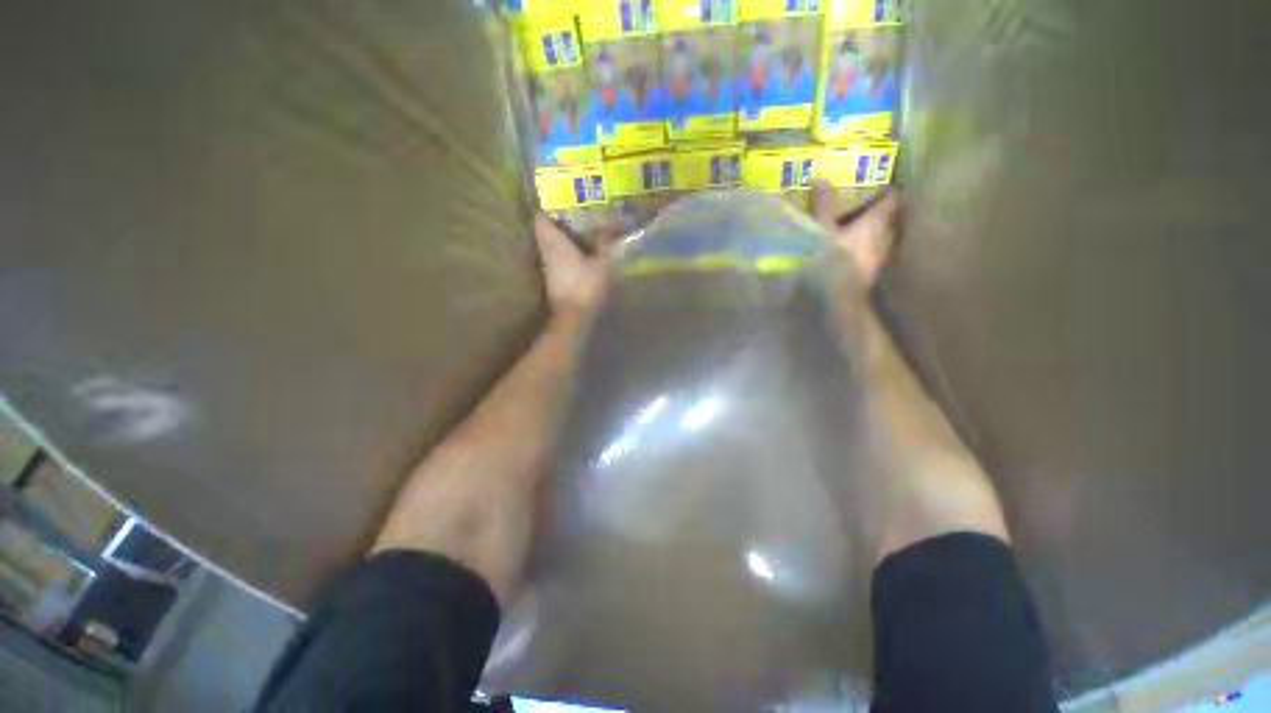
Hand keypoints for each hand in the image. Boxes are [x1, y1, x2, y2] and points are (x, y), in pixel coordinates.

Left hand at [534, 213, 612, 317]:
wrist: (573, 316)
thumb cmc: (586, 286)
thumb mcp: (602, 262)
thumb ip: (605, 241)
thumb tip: (610, 222)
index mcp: (554, 242)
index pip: (540, 217)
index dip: (546, 206)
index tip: (557, 198)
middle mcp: (546, 251)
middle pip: (544, 229)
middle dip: (555, 219)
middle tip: (572, 211)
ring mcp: (547, 266)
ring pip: (549, 244)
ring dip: (559, 235)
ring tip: (578, 228)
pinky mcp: (552, 278)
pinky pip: (555, 256)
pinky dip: (563, 250)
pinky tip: (578, 250)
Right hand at [811, 180, 898, 322]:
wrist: (841, 298)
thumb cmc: (835, 260)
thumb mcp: (825, 231)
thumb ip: (824, 206)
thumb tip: (820, 177)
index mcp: (877, 222)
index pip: (891, 198)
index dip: (887, 188)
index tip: (878, 181)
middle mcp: (886, 235)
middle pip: (889, 216)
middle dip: (880, 208)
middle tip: (866, 200)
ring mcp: (881, 254)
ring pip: (884, 234)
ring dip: (876, 227)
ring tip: (861, 223)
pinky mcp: (873, 269)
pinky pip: (875, 249)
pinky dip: (869, 243)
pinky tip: (856, 246)